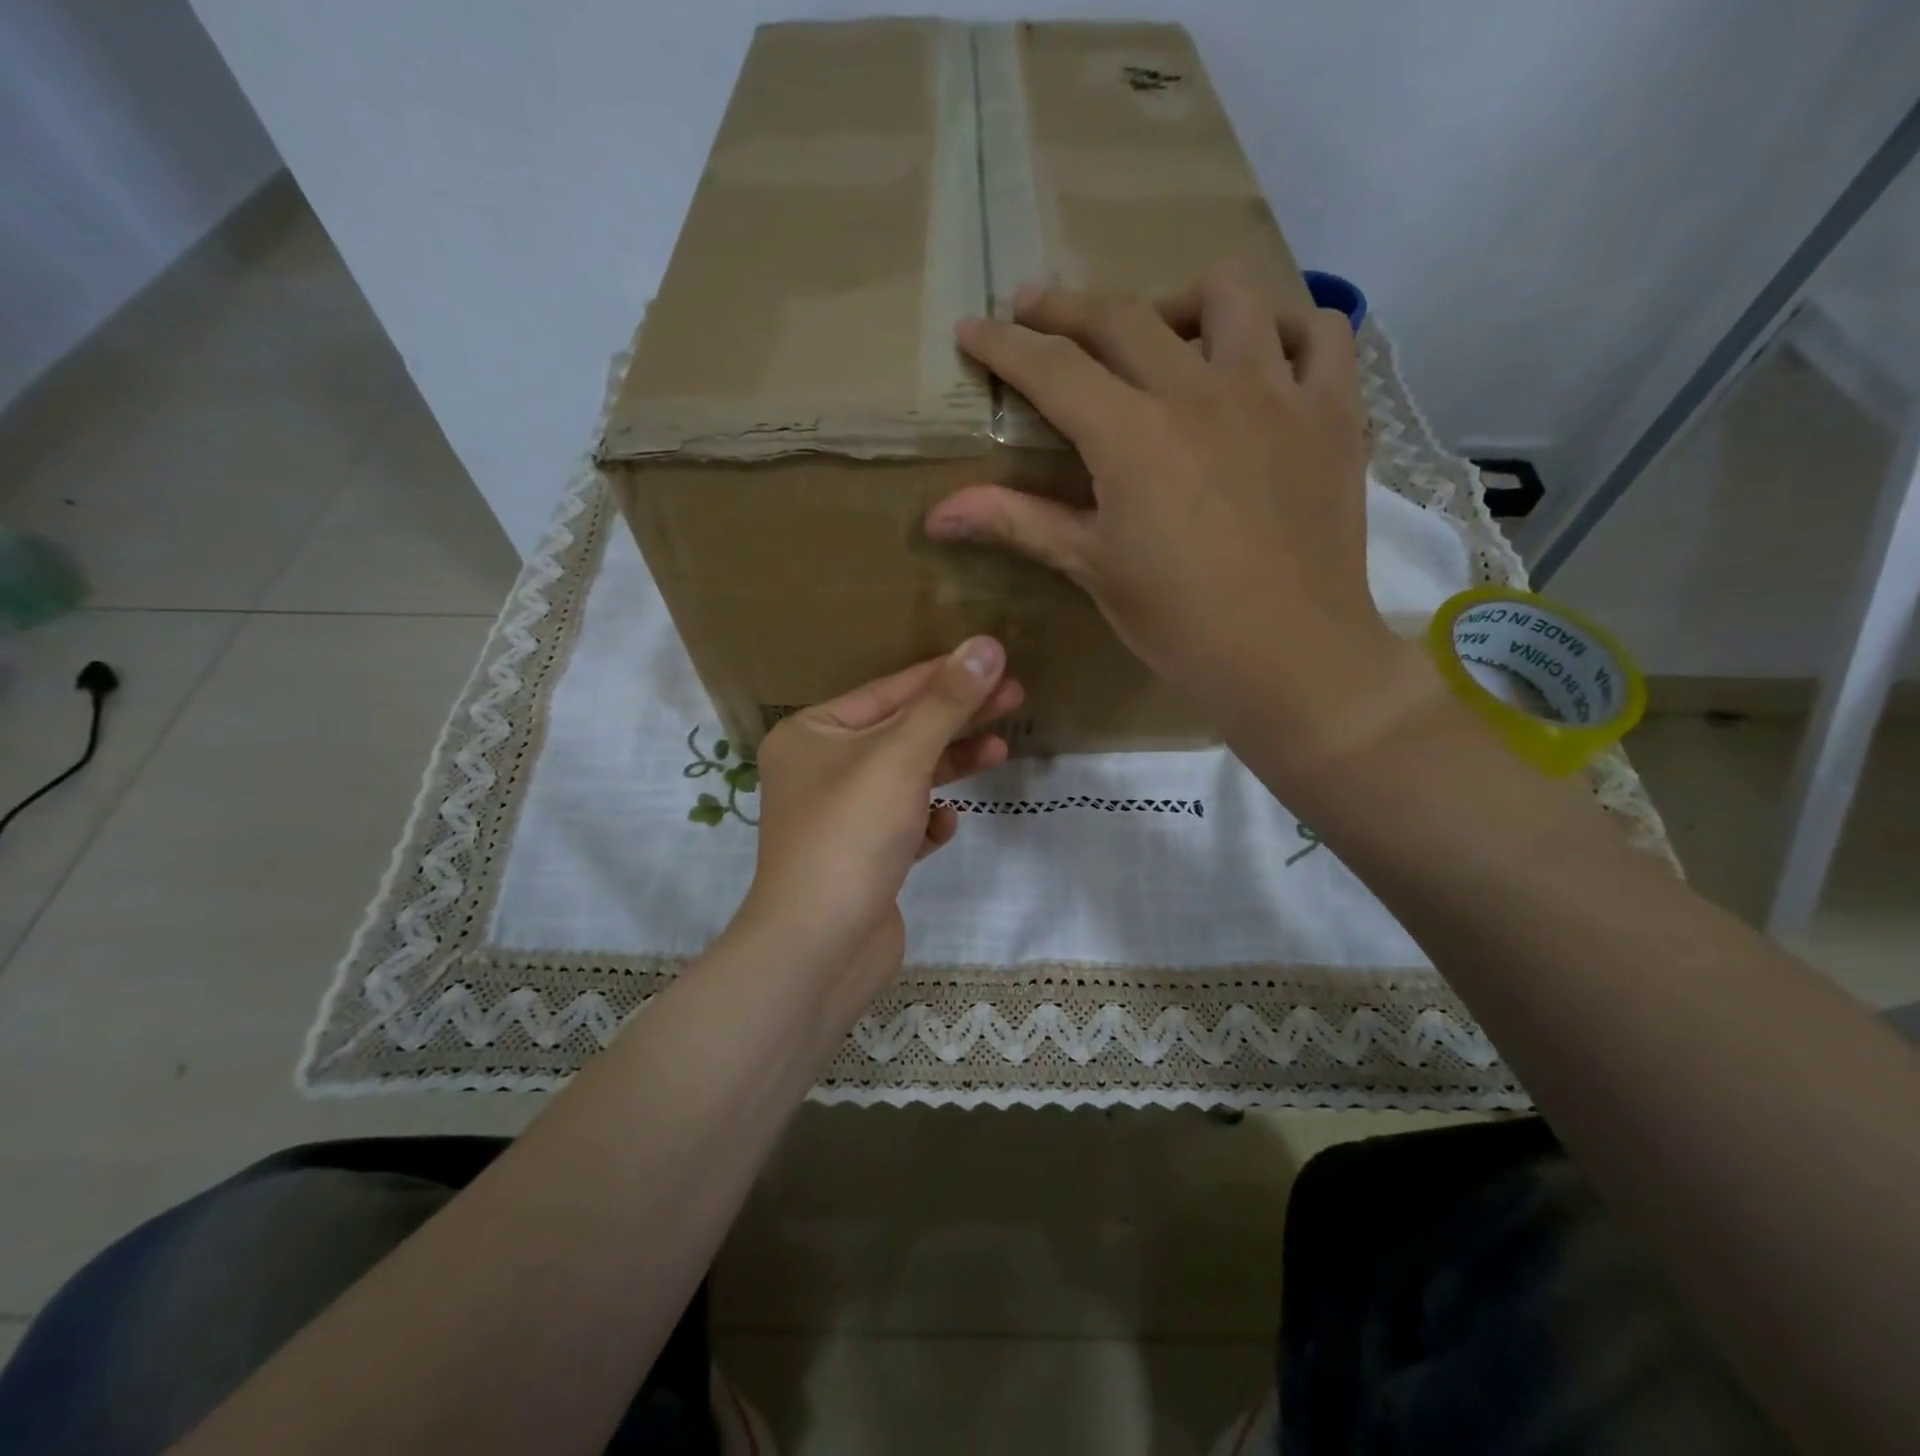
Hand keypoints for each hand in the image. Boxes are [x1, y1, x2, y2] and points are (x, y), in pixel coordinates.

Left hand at [734, 637, 1022, 995]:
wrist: (819, 948)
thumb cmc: (851, 834)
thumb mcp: (901, 756)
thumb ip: (946, 702)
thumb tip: (987, 644)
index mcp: (811, 734)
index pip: (888, 691)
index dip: (945, 674)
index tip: (995, 660)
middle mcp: (819, 770)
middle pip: (901, 732)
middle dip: (958, 718)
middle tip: (1015, 696)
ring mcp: (840, 818)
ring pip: (907, 778)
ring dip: (951, 766)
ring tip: (1001, 753)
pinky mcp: (862, 859)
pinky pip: (903, 825)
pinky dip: (926, 821)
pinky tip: (944, 827)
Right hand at [925, 259, 1437, 781]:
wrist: (1290, 657)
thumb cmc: (1179, 622)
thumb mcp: (1092, 568)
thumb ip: (1017, 522)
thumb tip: (935, 514)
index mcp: (1132, 436)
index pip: (1053, 369)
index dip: (1004, 346)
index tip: (972, 329)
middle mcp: (1201, 391)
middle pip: (1124, 317)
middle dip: (1067, 307)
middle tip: (1037, 312)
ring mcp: (1276, 393)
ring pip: (1228, 295)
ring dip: (1179, 301)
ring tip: (1163, 334)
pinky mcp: (1333, 414)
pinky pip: (1322, 335)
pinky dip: (1290, 330)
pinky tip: (1265, 358)